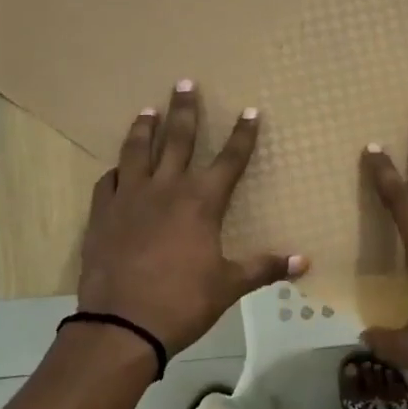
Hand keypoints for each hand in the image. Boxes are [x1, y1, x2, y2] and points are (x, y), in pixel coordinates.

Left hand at [76, 81, 306, 357]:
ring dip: (145, 128)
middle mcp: (166, 189)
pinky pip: (109, 182)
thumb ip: (265, 267)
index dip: (243, 135)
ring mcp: (130, 199)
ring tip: (148, 110)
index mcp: (201, 202)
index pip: (230, 159)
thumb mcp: (229, 285)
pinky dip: (116, 171)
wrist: (122, 325)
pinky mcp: (102, 215)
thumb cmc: (183, 302)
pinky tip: (117, 168)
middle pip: (179, 140)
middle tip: (184, 83)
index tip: (251, 111)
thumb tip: (305, 262)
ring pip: (137, 152)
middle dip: (185, 110)